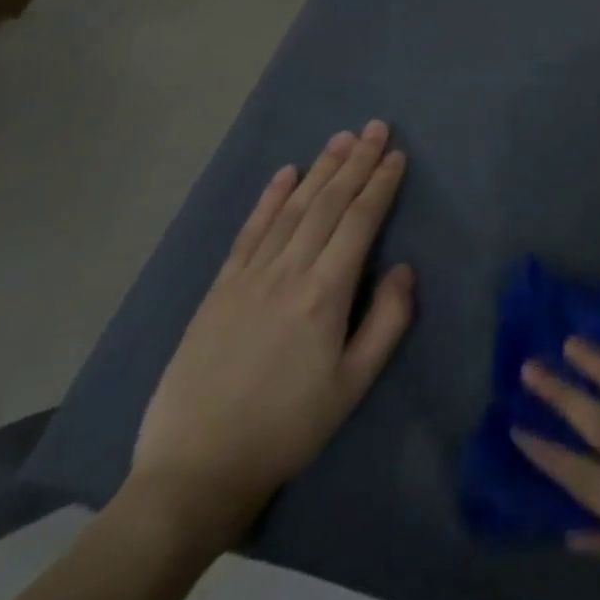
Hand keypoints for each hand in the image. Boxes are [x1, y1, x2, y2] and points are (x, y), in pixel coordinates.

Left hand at [129, 121, 414, 546]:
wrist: (195, 472)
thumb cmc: (289, 428)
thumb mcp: (355, 384)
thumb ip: (388, 321)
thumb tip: (404, 268)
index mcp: (325, 294)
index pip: (359, 222)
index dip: (381, 184)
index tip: (397, 154)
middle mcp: (286, 274)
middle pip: (327, 204)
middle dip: (355, 162)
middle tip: (376, 127)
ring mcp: (247, 279)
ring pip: (291, 210)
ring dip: (319, 170)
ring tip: (341, 139)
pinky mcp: (218, 291)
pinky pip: (248, 233)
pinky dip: (268, 199)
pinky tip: (285, 174)